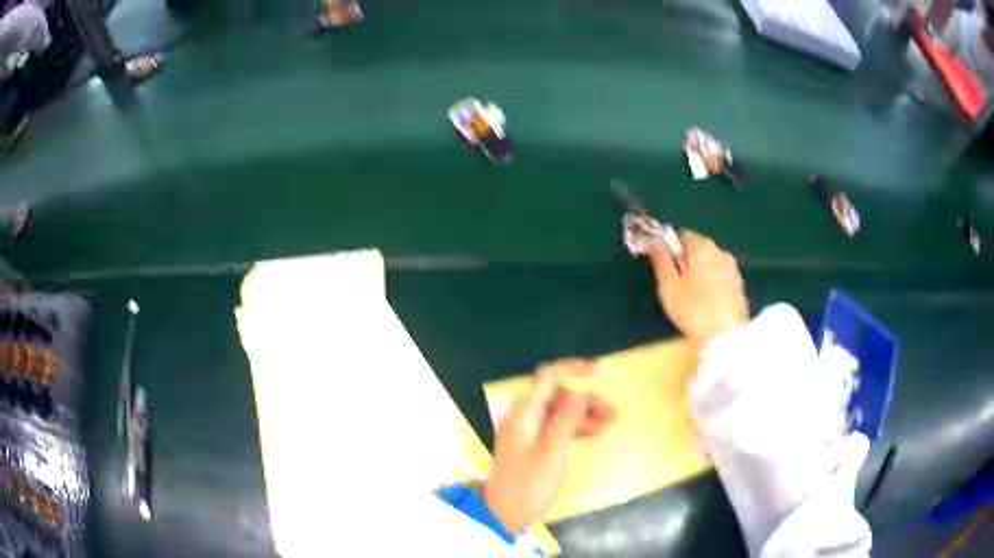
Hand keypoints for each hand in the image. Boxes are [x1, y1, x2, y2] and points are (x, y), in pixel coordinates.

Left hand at [484, 359, 614, 532]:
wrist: (503, 514)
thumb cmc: (529, 484)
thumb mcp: (552, 452)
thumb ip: (566, 420)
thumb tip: (580, 393)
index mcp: (524, 413)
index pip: (548, 378)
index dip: (572, 369)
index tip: (597, 371)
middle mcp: (522, 417)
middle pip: (556, 396)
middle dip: (584, 401)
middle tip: (611, 415)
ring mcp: (525, 432)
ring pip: (557, 413)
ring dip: (582, 415)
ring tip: (608, 425)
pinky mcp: (529, 445)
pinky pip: (553, 427)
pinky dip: (572, 428)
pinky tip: (591, 435)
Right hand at [649, 229, 748, 348]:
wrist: (725, 337)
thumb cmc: (692, 309)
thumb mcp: (668, 285)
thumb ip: (660, 259)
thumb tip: (655, 241)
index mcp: (702, 246)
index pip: (681, 235)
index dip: (668, 246)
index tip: (661, 264)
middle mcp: (720, 251)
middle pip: (698, 248)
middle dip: (685, 259)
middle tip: (674, 282)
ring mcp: (733, 269)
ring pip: (710, 263)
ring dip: (700, 272)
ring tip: (690, 295)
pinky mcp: (739, 287)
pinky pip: (720, 277)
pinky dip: (712, 284)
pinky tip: (706, 302)